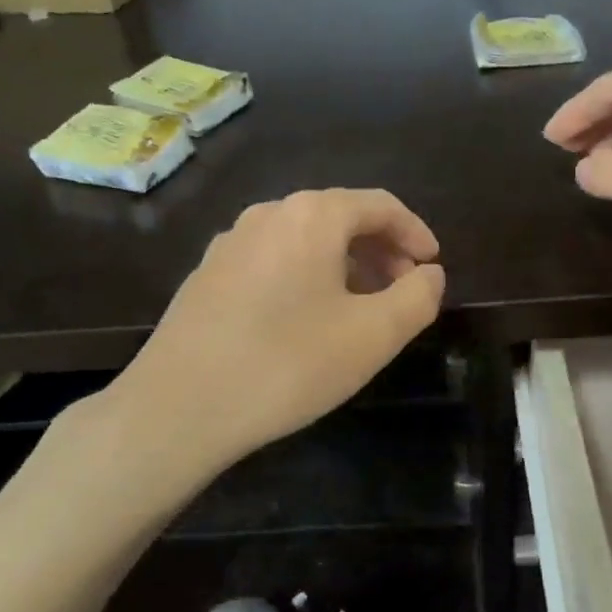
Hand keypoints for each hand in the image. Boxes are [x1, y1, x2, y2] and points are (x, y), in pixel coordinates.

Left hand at [114, 189, 445, 467]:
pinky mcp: (207, 275)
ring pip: (304, 240)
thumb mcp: (373, 336)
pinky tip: (307, 319)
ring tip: (361, 307)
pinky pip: (273, 260)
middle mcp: (268, 214)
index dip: (415, 233)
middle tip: (402, 290)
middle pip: (340, 218)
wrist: (179, 406)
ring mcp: (230, 243)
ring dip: (344, 264)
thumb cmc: (287, 364)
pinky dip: (306, 276)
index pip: (379, 205)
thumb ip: (417, 298)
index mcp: (311, 216)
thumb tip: (429, 274)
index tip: (433, 266)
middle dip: (380, 250)